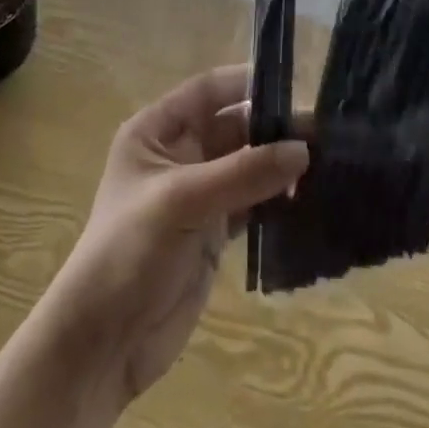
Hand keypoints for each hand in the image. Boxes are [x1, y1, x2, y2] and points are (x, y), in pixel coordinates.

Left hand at [40, 66, 308, 403]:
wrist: (102, 343)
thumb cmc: (130, 250)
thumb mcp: (182, 200)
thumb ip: (243, 172)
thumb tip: (302, 149)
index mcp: (156, 131)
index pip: (208, 90)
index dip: (247, 84)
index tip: (295, 86)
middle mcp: (178, 154)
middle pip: (233, 126)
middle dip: (273, 128)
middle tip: (324, 135)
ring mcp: (197, 194)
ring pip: (247, 165)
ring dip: (279, 165)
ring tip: (327, 164)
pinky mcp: (212, 232)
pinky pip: (252, 203)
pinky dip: (277, 200)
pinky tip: (308, 200)